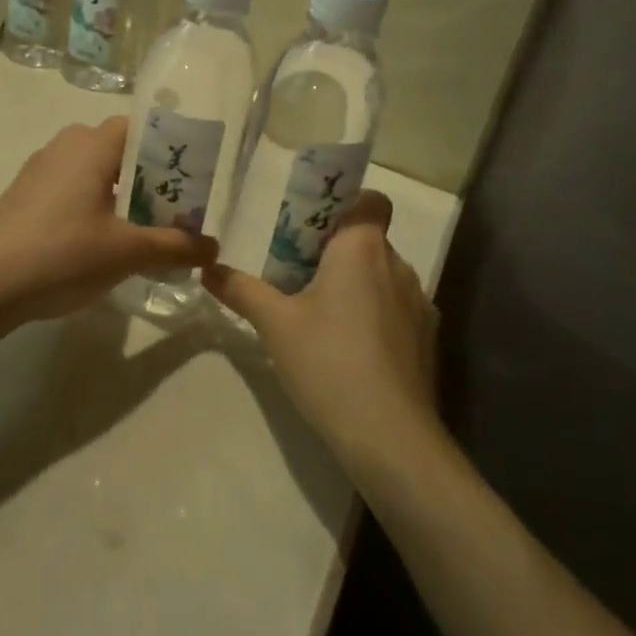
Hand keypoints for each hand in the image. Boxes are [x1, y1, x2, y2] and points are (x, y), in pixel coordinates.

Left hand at [0, 118, 217, 326]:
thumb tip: (213, 248)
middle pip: (120, 150)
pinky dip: (95, 206)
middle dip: (151, 178)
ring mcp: (41, 170)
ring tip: (144, 231)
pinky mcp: (26, 195)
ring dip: (122, 195)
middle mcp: (66, 146)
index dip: (171, 149)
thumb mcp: (127, 252)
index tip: (192, 180)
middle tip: (175, 212)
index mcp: (92, 145)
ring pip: (95, 171)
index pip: (142, 127)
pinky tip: (101, 244)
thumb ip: (175, 247)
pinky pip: (72, 188)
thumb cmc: (61, 254)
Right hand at [204, 192, 442, 480]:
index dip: (345, 205)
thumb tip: (208, 268)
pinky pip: (397, 308)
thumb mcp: (274, 324)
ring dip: (356, 285)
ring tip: (322, 320)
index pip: (369, 200)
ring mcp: (419, 303)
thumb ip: (241, 290)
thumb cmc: (328, 362)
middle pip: (369, 240)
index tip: (312, 230)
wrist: (390, 435)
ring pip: (383, 276)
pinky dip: (375, 316)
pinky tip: (350, 350)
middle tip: (298, 279)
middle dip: (336, 252)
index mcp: (362, 248)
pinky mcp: (427, 338)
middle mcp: (398, 265)